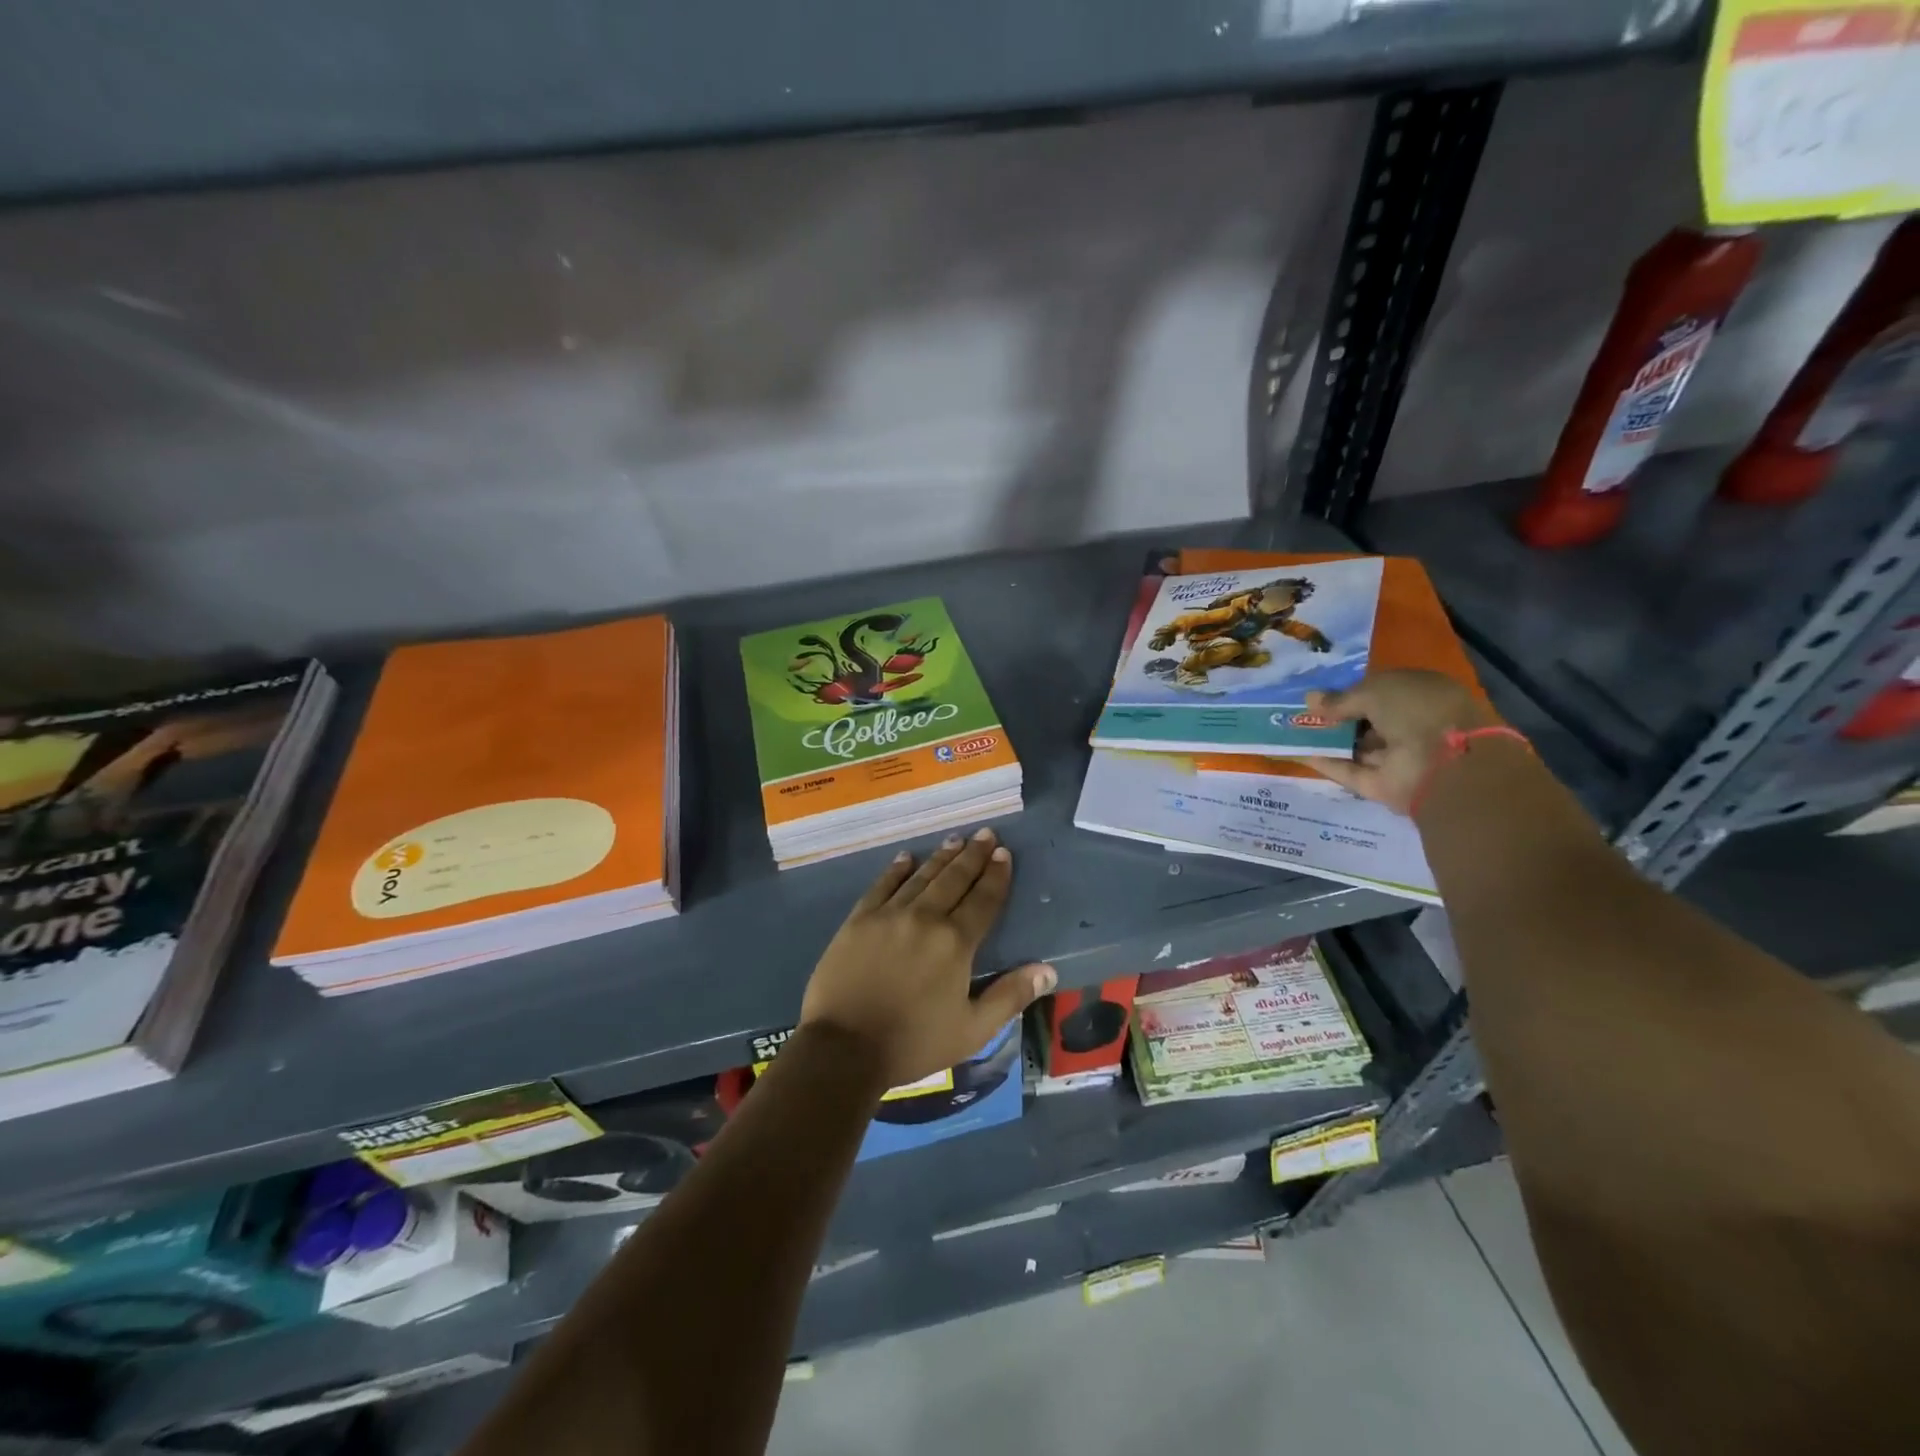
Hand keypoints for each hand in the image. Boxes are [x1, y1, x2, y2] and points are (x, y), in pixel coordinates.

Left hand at [799, 827, 1055, 1089]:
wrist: (843, 1049)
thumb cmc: (912, 1043)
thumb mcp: (971, 1030)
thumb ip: (1009, 996)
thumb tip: (1048, 971)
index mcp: (955, 943)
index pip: (983, 900)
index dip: (996, 876)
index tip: (1004, 853)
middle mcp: (925, 918)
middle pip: (954, 879)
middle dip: (973, 855)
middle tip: (986, 834)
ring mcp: (889, 915)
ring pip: (921, 877)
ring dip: (941, 857)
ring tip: (956, 840)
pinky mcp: (858, 920)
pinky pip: (882, 886)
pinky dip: (896, 870)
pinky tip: (906, 858)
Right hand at [1303, 670, 1495, 815]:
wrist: (1446, 765)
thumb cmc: (1416, 711)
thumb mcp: (1374, 691)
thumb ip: (1340, 698)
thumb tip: (1309, 699)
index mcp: (1419, 695)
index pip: (1379, 692)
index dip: (1349, 693)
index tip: (1319, 696)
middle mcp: (1410, 725)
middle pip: (1365, 721)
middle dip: (1334, 717)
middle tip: (1299, 713)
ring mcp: (1395, 757)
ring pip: (1354, 746)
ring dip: (1325, 739)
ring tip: (1289, 730)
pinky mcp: (1380, 784)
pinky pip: (1347, 770)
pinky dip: (1323, 762)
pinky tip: (1294, 752)